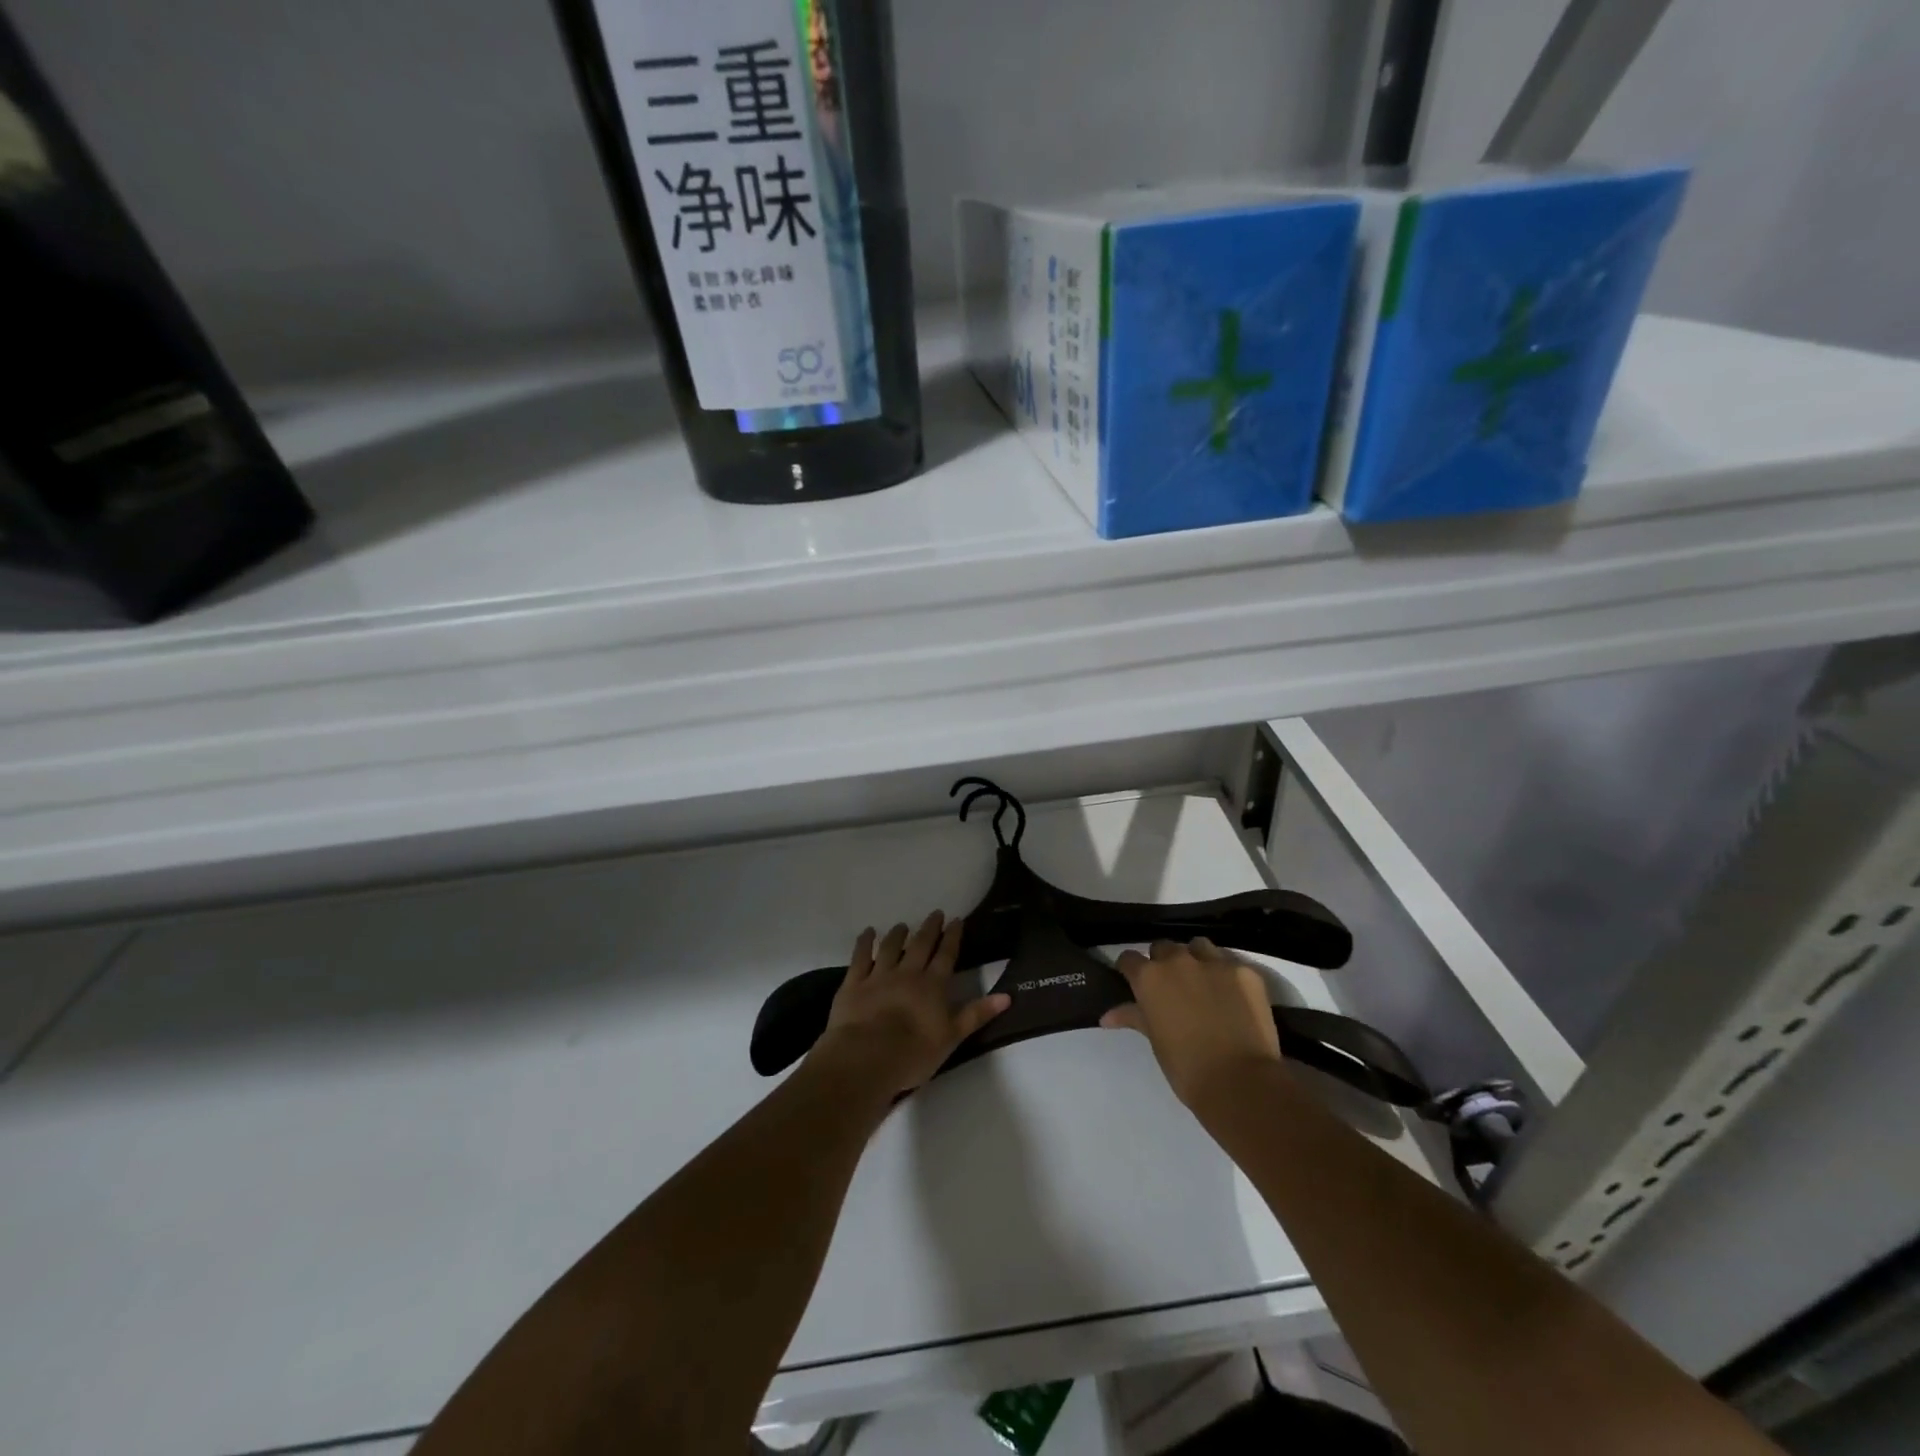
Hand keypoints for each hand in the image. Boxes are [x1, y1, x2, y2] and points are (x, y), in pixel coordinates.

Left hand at [811, 912, 1010, 1097]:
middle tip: (935, 913)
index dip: (952, 937)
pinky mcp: (854, 984)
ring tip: (903, 924)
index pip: (946, 955)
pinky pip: (860, 957)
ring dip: (898, 934)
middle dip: (930, 928)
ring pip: (890, 947)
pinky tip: (867, 933)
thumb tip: (1007, 995)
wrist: (867, 1058)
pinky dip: (864, 943)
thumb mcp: (953, 1037)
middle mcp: (907, 973)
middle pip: (920, 945)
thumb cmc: (914, 1052)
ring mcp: (879, 976)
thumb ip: (977, 1014)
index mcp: (933, 985)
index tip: (956, 920)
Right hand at [1101, 937, 1280, 1111]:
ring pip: (1198, 946)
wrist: (1240, 1081)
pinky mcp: (1245, 971)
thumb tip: (1106, 1016)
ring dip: (1195, 959)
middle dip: (1164, 963)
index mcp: (1150, 977)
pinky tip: (1233, 995)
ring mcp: (1214, 962)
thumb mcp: (1155, 1040)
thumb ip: (1133, 1017)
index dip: (1131, 970)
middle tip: (1172, 988)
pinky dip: (1226, 974)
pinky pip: (1230, 962)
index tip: (1135, 982)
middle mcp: (1178, 960)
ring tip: (1203, 983)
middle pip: (1164, 947)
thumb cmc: (1186, 1067)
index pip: (1129, 958)